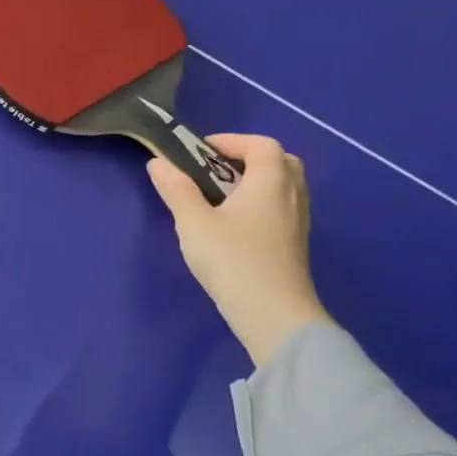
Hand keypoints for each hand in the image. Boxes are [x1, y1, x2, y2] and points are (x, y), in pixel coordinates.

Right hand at [147, 134, 333, 368]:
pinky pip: (281, 207)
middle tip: (213, 171)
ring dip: (253, 181)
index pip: (261, 145)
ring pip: (283, 186)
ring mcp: (298, 221)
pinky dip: (260, 202)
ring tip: (218, 196)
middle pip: (279, 162)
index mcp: (270, 183)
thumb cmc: (233, 260)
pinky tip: (233, 222)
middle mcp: (291, 196)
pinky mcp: (294, 243)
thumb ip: (176, 189)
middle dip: (246, 158)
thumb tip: (159, 162)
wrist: (273, 314)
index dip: (231, 141)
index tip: (198, 152)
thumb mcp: (193, 222)